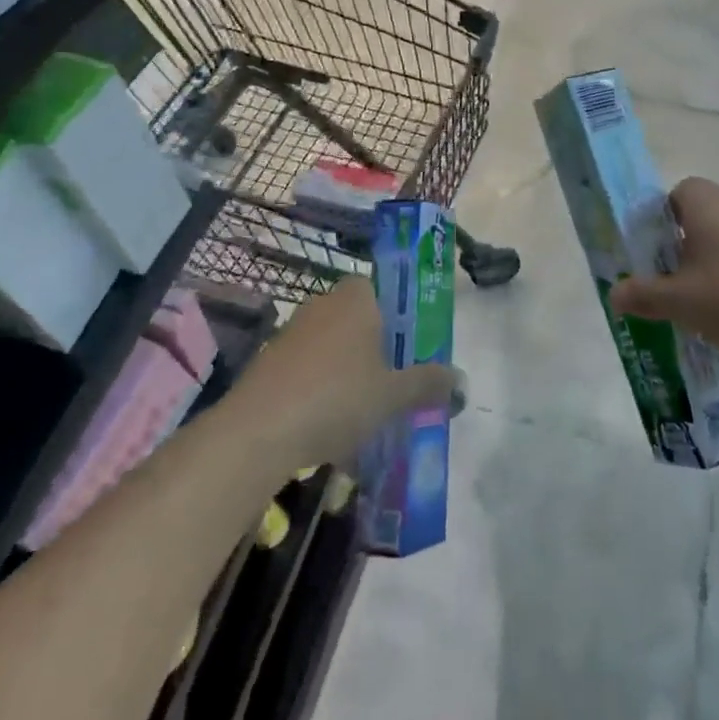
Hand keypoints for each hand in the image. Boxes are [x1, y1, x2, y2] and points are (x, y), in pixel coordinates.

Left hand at [231, 278, 458, 468]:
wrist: (258, 430)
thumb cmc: (338, 398)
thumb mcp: (394, 395)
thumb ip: (429, 384)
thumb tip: (460, 380)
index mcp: (357, 298)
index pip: (381, 289)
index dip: (397, 316)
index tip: (408, 350)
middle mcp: (323, 304)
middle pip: (358, 320)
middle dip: (374, 350)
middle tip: (392, 385)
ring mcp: (291, 332)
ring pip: (332, 347)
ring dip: (346, 373)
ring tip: (362, 414)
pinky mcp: (269, 361)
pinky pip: (307, 369)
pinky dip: (319, 390)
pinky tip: (327, 427)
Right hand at [607, 178, 718, 369]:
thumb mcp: (680, 301)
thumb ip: (643, 295)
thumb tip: (614, 294)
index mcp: (706, 201)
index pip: (672, 197)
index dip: (658, 227)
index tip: (655, 261)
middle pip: (700, 222)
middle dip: (685, 257)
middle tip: (678, 292)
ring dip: (714, 275)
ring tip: (712, 319)